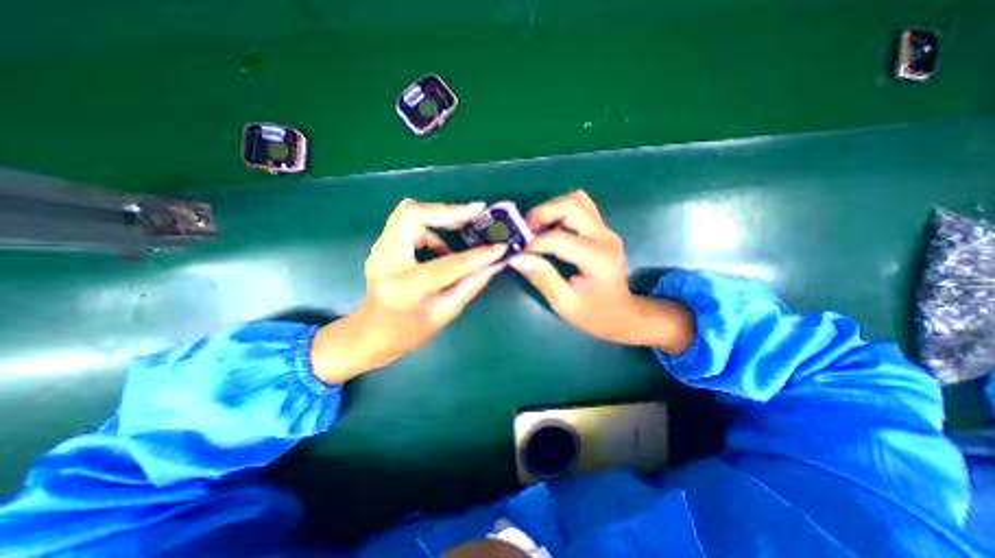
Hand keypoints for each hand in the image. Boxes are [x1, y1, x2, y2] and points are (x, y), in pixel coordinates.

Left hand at [311, 199, 506, 386]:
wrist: (372, 333)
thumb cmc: (409, 331)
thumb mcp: (446, 312)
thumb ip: (472, 284)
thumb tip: (496, 263)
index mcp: (405, 287)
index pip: (448, 264)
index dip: (478, 255)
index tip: (500, 246)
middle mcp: (385, 261)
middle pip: (413, 214)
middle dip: (448, 210)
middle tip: (476, 212)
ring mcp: (379, 249)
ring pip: (409, 213)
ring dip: (439, 218)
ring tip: (462, 230)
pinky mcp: (381, 245)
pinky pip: (407, 222)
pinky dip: (429, 227)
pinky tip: (441, 246)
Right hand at [509, 189, 689, 349]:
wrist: (623, 314)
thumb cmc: (594, 315)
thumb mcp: (565, 304)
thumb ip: (542, 278)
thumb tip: (517, 258)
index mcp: (597, 258)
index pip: (559, 238)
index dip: (533, 243)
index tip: (518, 254)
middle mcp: (605, 237)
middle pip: (571, 205)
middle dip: (541, 214)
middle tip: (525, 232)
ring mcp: (605, 231)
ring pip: (577, 200)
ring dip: (551, 209)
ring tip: (536, 229)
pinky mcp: (602, 230)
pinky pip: (581, 207)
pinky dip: (561, 211)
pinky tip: (551, 228)